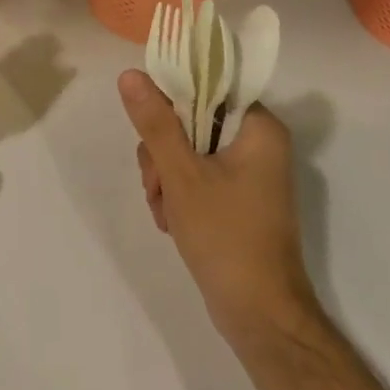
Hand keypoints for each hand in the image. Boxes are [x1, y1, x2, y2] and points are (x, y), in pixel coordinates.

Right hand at [120, 69, 318, 354]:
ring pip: (188, 151)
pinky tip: (171, 220)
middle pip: (192, 121)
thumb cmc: (226, 236)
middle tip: (157, 184)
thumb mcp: (181, 174)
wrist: (259, 315)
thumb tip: (130, 74)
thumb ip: (154, 122)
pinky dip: (178, 194)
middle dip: (163, 153)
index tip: (150, 132)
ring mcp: (249, 173)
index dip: (170, 102)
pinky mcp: (238, 199)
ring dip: (166, 177)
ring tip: (164, 211)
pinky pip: (197, 176)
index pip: (206, 87)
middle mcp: (258, 143)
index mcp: (259, 127)